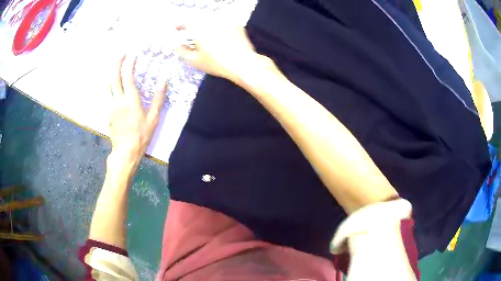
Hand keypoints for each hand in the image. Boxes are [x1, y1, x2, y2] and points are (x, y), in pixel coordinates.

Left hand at [109, 55, 166, 166]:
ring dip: (113, 73)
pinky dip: (113, 86)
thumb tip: (164, 81)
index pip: (128, 76)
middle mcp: (118, 100)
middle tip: (121, 53)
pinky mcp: (108, 113)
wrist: (125, 152)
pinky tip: (118, 87)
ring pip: (110, 85)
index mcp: (130, 99)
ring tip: (118, 66)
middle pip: (114, 76)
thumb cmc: (141, 136)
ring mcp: (111, 106)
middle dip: (116, 62)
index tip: (133, 55)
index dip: (129, 63)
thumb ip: (158, 98)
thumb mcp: (154, 118)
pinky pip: (110, 95)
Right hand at [176, 25, 258, 82]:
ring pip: (211, 19)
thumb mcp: (194, 60)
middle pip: (198, 19)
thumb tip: (176, 44)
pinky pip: (223, 23)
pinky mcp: (236, 24)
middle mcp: (211, 20)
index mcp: (199, 27)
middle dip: (193, 25)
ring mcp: (225, 20)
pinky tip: (220, 36)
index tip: (176, 29)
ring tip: (205, 35)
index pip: (185, 21)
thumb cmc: (215, 63)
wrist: (242, 63)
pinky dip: (218, 27)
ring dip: (205, 25)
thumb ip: (182, 50)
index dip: (179, 25)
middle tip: (190, 33)